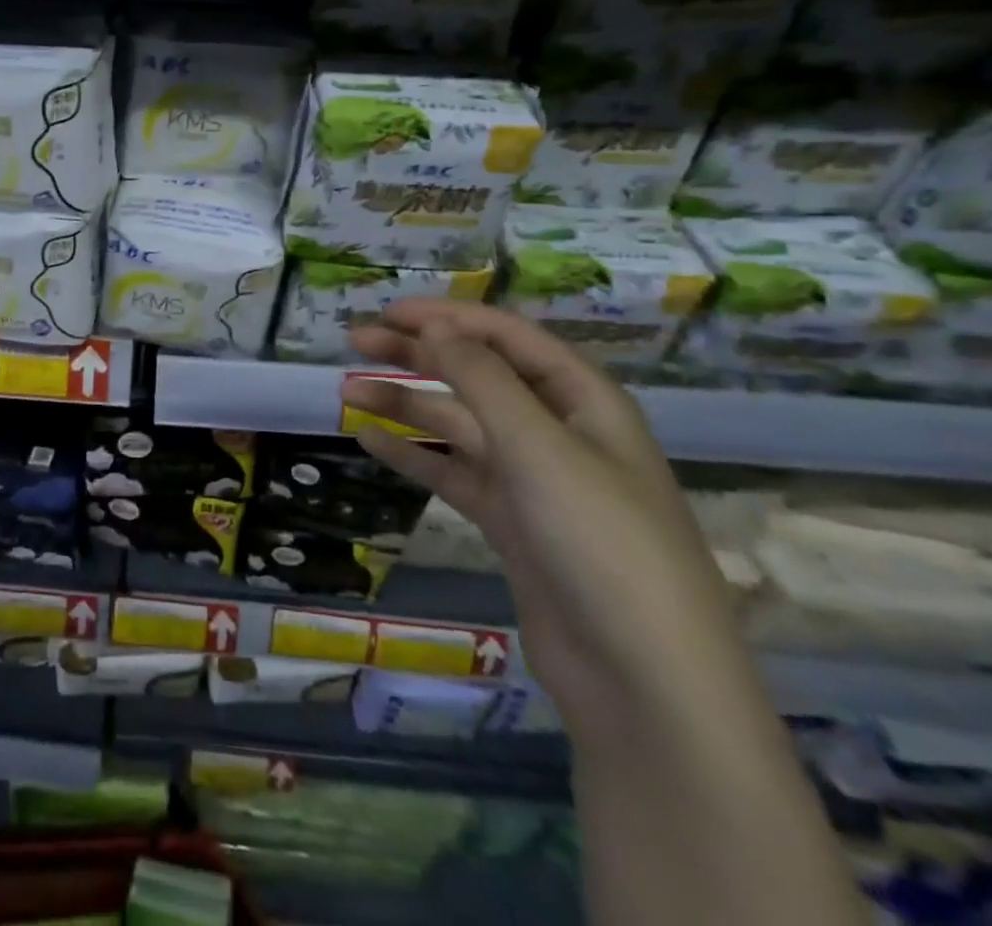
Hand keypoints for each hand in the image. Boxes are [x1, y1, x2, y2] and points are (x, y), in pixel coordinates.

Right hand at [341, 300, 752, 742]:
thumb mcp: (539, 446)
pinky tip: (369, 441)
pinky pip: (452, 473)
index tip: (388, 311)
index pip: (507, 337)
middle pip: (477, 375)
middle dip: (418, 354)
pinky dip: (412, 455)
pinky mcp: (512, 522)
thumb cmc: (600, 542)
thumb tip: (436, 328)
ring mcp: (533, 480)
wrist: (643, 680)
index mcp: (583, 401)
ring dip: (405, 405)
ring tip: (348, 392)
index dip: (448, 317)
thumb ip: (482, 380)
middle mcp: (557, 431)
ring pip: (458, 425)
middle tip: (355, 340)